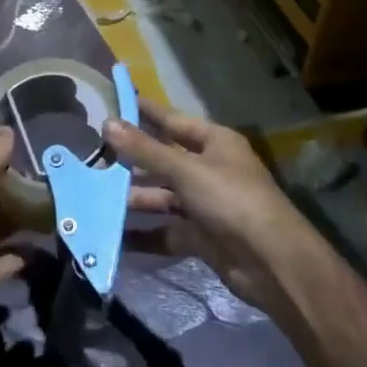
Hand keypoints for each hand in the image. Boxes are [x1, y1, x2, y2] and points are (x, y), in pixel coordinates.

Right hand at [106, 103, 317, 323]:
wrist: (273, 263)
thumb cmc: (232, 200)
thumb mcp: (186, 170)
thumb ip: (145, 150)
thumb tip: (107, 123)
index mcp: (214, 142)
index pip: (172, 120)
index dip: (144, 112)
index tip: (114, 103)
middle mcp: (210, 169)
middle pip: (164, 160)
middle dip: (132, 162)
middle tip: (93, 157)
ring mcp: (206, 204)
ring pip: (163, 196)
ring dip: (134, 199)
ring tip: (96, 198)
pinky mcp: (202, 236)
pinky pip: (167, 230)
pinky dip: (145, 234)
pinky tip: (116, 236)